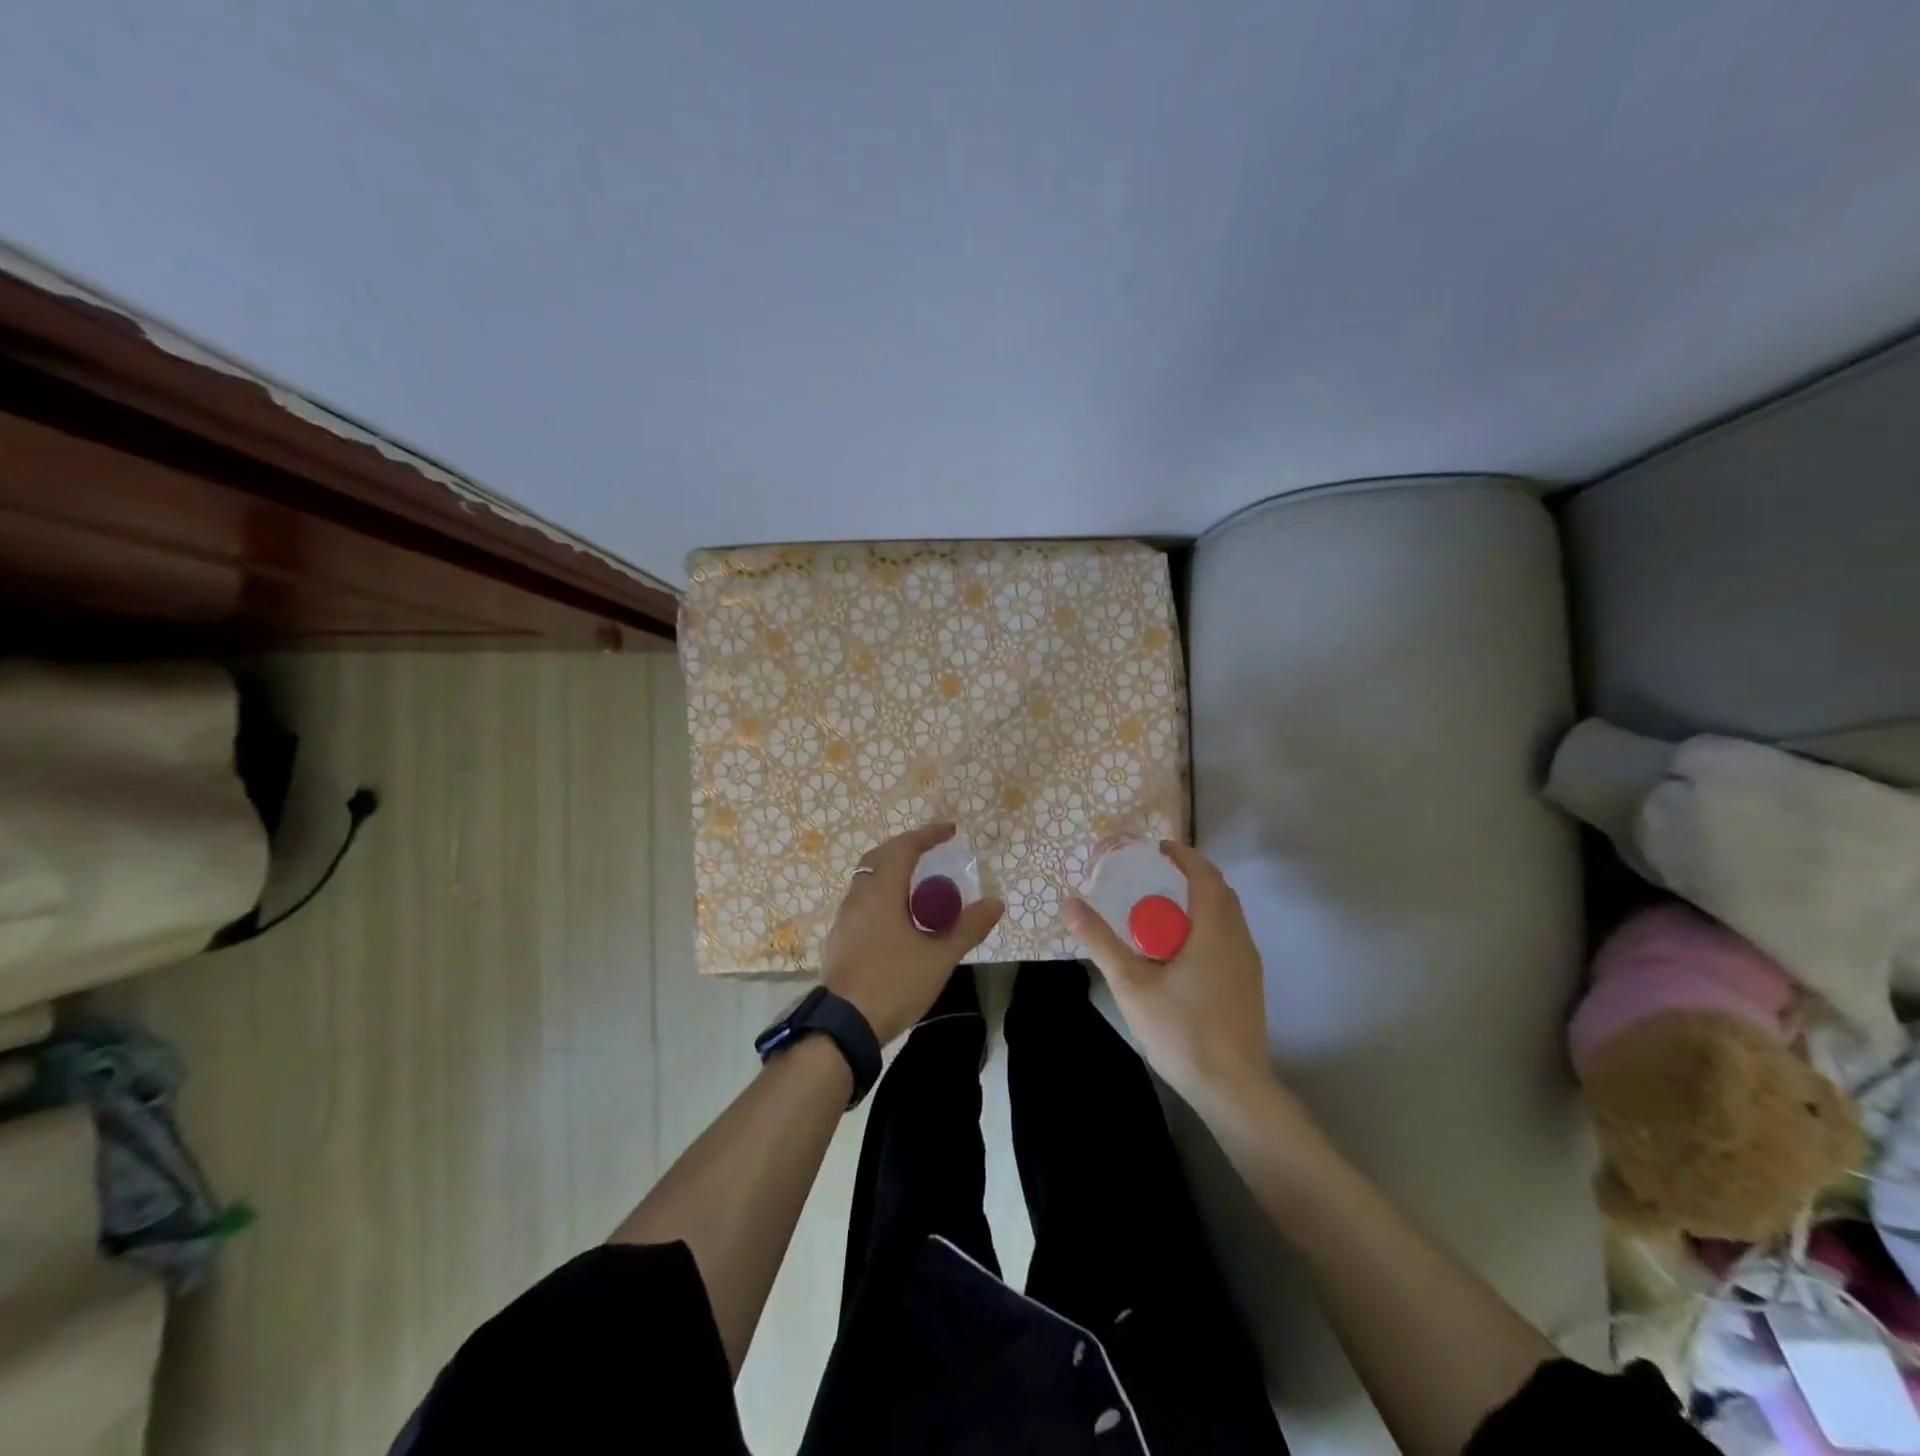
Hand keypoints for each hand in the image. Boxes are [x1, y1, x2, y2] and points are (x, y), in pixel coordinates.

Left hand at [821, 823, 1004, 1044]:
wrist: (843, 1026)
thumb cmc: (893, 984)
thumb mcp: (939, 958)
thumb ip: (967, 928)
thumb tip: (994, 902)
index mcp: (881, 892)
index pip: (904, 848)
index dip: (927, 835)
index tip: (950, 831)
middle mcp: (858, 897)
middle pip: (880, 858)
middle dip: (906, 849)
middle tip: (931, 854)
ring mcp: (844, 919)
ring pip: (868, 881)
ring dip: (893, 874)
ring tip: (919, 889)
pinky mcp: (839, 940)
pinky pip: (862, 903)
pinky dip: (883, 897)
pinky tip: (898, 921)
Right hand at [1065, 841, 1276, 1109]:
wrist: (1233, 1089)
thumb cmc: (1181, 1030)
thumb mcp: (1130, 983)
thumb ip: (1100, 941)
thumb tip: (1070, 903)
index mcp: (1215, 930)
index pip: (1205, 875)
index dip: (1183, 856)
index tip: (1157, 848)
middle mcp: (1239, 940)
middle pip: (1219, 893)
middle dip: (1190, 878)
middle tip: (1154, 877)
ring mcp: (1248, 965)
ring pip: (1227, 918)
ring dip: (1199, 904)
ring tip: (1162, 912)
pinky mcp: (1248, 987)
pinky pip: (1228, 939)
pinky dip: (1206, 927)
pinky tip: (1179, 953)